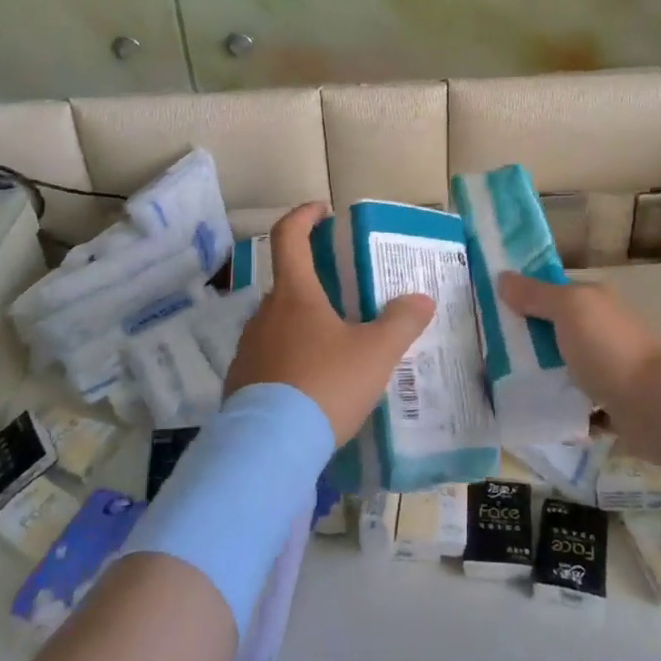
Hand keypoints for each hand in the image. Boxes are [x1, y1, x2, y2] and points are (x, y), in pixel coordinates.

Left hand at [225, 203, 434, 446]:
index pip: (290, 236)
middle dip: (316, 284)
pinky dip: (291, 359)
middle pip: (288, 284)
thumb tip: (420, 299)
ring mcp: (248, 348)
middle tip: (347, 299)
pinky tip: (313, 386)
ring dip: (304, 325)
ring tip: (336, 350)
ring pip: (279, 323)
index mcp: (295, 295)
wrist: (269, 449)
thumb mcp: (376, 353)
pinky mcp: (241, 382)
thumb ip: (402, 322)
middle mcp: (265, 314)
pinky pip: (269, 358)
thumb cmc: (325, 385)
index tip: (322, 211)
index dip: (304, 216)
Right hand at [497, 272, 660, 457]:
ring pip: (564, 371)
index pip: (550, 294)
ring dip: (542, 381)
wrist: (659, 407)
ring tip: (503, 391)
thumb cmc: (610, 349)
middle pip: (554, 334)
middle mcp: (601, 332)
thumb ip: (535, 295)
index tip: (486, 312)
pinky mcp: (612, 407)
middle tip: (485, 357)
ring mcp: (608, 370)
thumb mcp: (568, 309)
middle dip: (525, 345)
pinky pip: (578, 408)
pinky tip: (536, 419)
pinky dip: (562, 413)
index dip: (521, 299)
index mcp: (592, 303)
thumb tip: (502, 278)